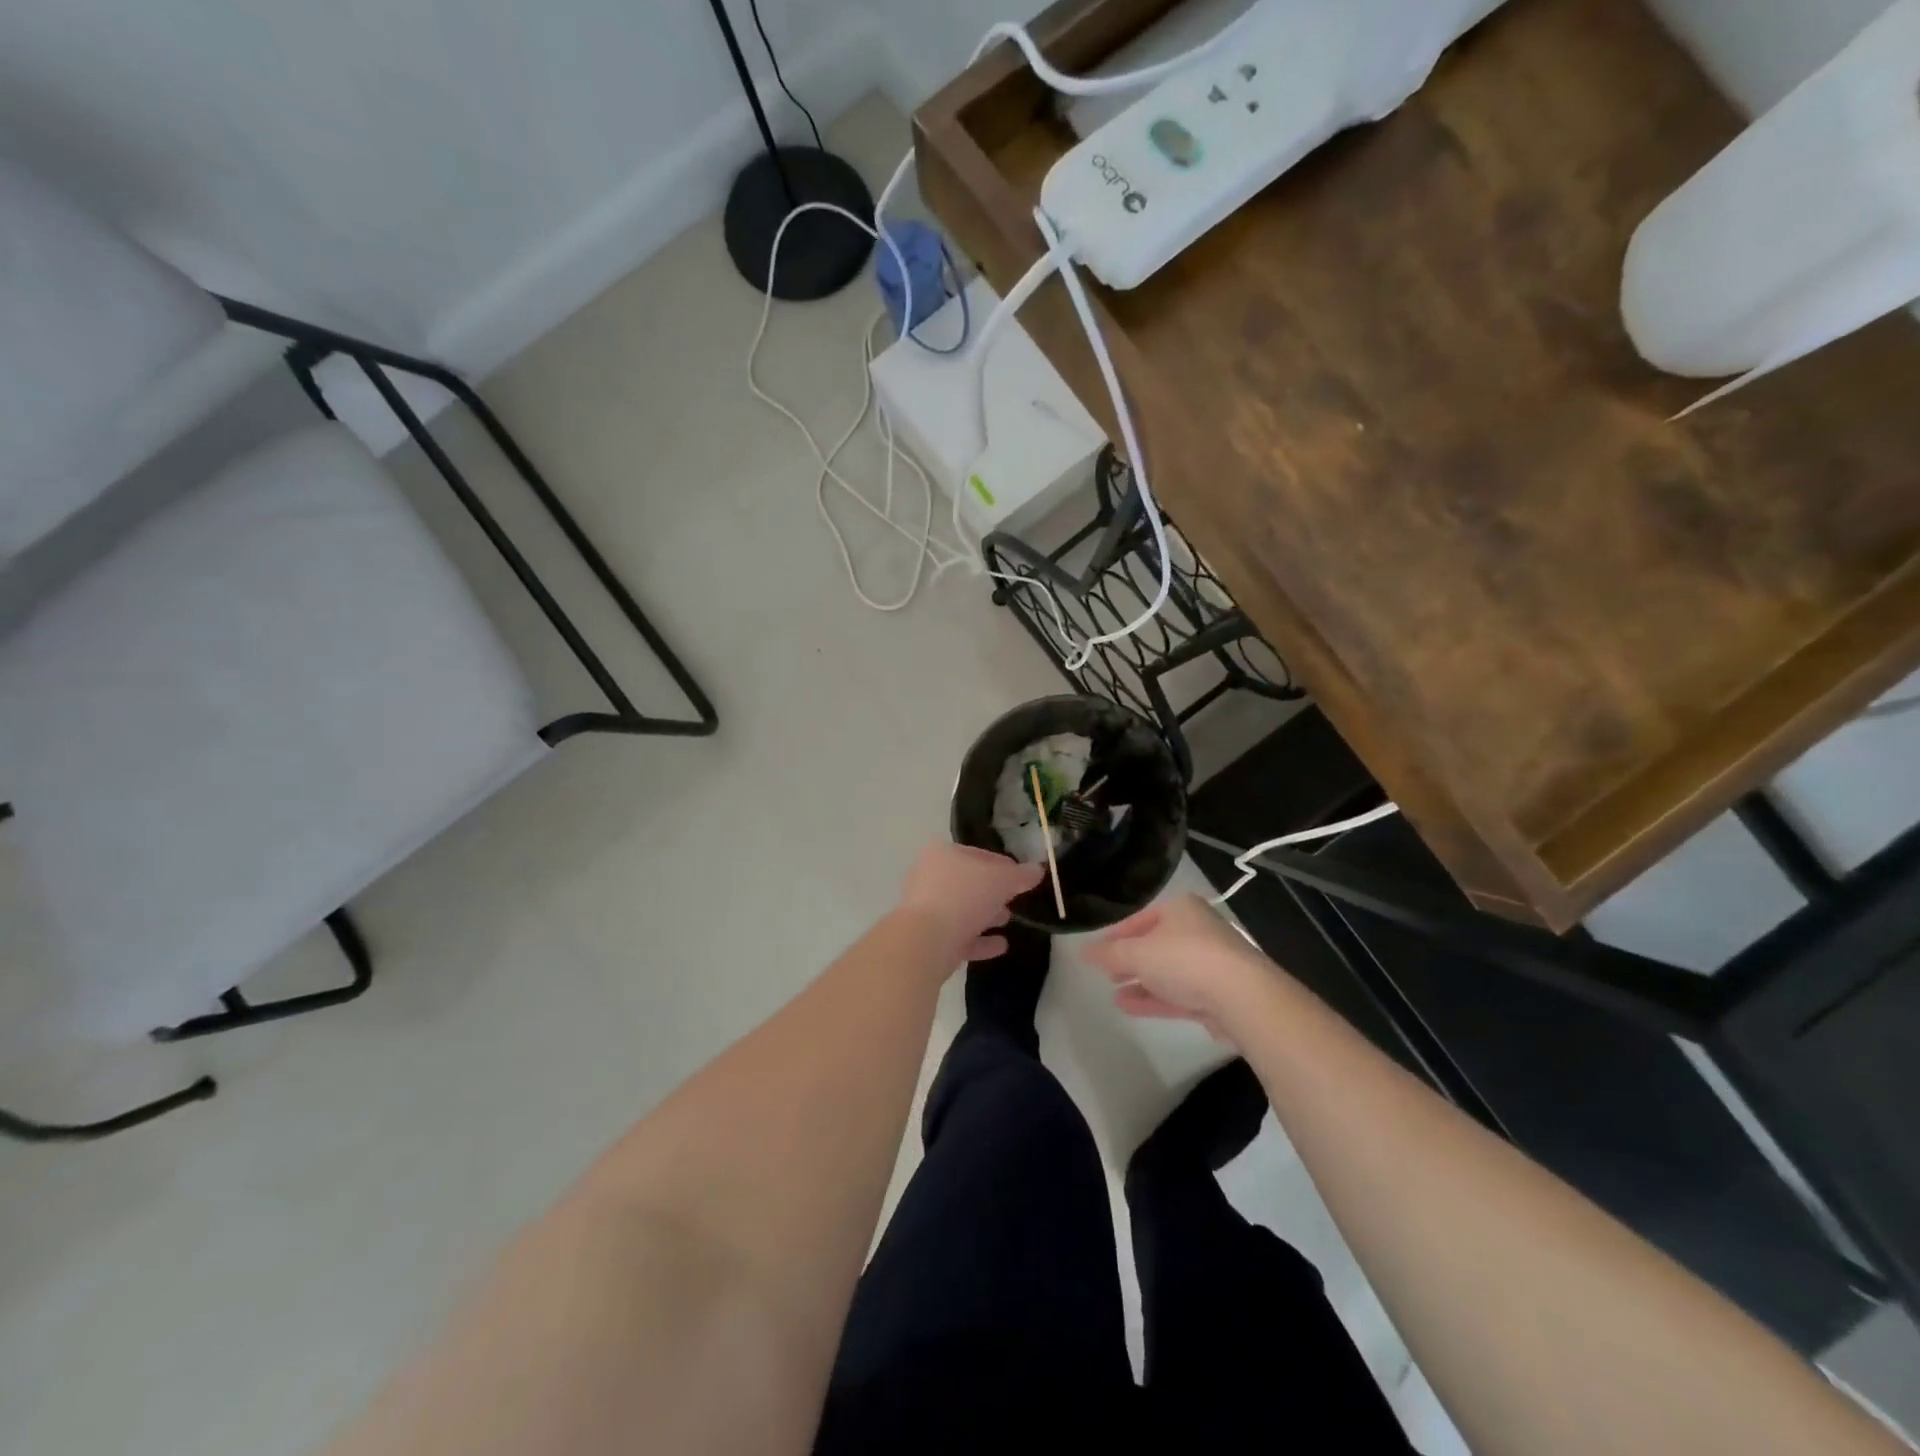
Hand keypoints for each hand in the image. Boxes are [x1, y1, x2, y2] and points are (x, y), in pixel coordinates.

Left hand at [897, 843, 1044, 965]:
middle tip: (1014, 899)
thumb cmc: (964, 896)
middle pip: (969, 882)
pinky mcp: (928, 938)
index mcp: (942, 854)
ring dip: (985, 915)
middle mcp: (929, 877)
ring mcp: (926, 909)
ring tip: (1007, 920)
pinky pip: (959, 936)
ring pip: (962, 909)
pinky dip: (979, 940)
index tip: (1023, 878)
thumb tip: (1038, 870)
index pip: (979, 855)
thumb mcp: (1001, 880)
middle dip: (993, 892)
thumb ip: (1021, 875)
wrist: (926, 940)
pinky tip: (1000, 946)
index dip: (1004, 865)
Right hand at [1082, 893, 1274, 1039]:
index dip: (1115, 936)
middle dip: (1129, 960)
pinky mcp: (1218, 994)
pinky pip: (1179, 994)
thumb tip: (1082, 952)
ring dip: (1140, 983)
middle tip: (1106, 973)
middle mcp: (1198, 930)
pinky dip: (1155, 998)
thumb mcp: (1137, 953)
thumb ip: (1109, 954)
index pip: (1140, 919)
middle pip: (1155, 945)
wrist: (1242, 997)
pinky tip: (1130, 1007)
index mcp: (1180, 909)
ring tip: (1113, 994)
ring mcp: (1211, 963)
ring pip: (1168, 972)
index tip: (1095, 953)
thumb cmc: (1184, 960)